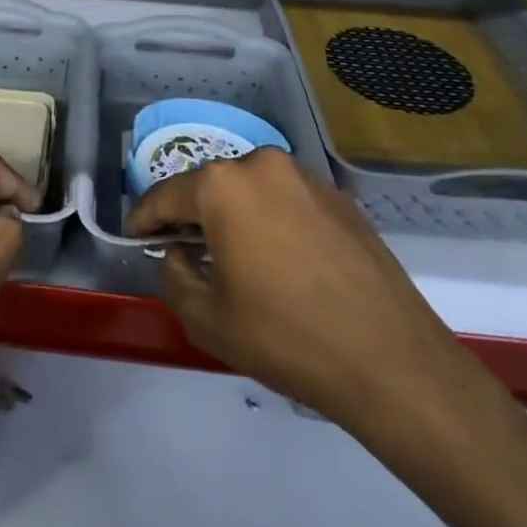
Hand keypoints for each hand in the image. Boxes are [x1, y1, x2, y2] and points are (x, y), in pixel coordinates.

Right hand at [127, 149, 481, 449]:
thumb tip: (179, 254)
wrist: (392, 361)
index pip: (166, 195)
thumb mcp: (208, 319)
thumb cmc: (287, 337)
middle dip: (190, 213)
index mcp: (223, 186)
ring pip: (251, 190)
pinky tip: (277, 258)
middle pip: (210, 186)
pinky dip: (270, 220)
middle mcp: (262, 165)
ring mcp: (307, 178)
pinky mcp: (340, 198)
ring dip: (233, 214)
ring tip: (229, 253)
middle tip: (179, 246)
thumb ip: (174, 277)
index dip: (144, 217)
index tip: (134, 235)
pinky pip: (287, 200)